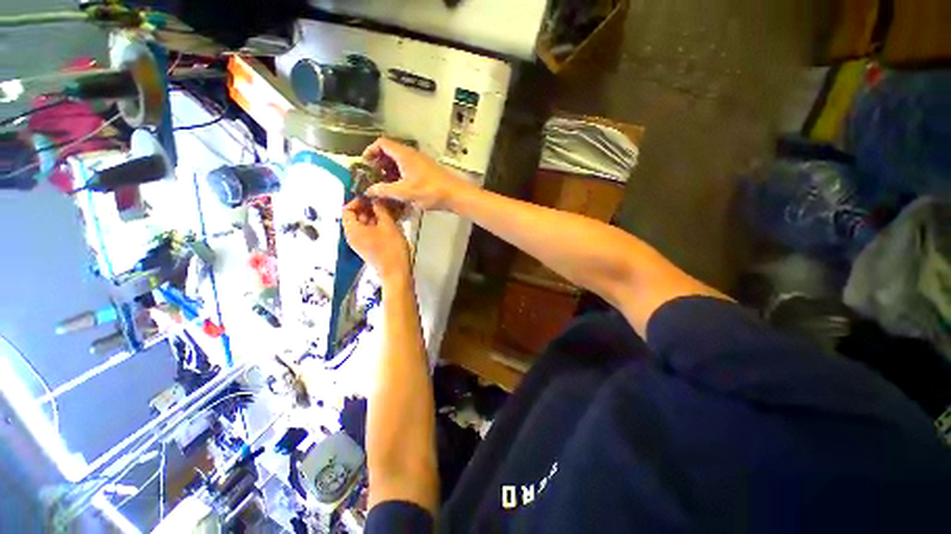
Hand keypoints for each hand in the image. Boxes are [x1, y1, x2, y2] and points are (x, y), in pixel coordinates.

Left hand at [342, 198, 410, 280]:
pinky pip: (369, 232)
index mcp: (353, 230)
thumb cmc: (391, 249)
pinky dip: (377, 225)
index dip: (358, 201)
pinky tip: (391, 221)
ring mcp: (361, 243)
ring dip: (375, 216)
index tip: (373, 197)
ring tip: (390, 210)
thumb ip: (381, 210)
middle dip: (368, 207)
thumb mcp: (388, 226)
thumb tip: (376, 198)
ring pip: (364, 224)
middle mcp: (353, 236)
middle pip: (355, 217)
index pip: (347, 209)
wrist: (396, 274)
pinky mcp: (369, 248)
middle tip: (384, 202)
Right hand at [363, 138, 472, 210]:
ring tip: (384, 187)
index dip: (370, 151)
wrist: (455, 194)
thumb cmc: (430, 191)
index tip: (364, 165)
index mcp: (404, 154)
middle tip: (373, 178)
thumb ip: (384, 191)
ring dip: (389, 172)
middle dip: (378, 164)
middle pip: (389, 152)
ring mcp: (420, 162)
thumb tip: (368, 190)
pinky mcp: (426, 171)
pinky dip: (400, 177)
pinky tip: (399, 190)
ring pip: (399, 162)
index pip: (381, 143)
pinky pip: (408, 169)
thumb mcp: (405, 192)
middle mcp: (411, 155)